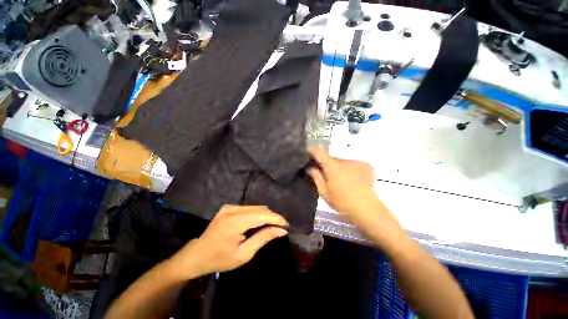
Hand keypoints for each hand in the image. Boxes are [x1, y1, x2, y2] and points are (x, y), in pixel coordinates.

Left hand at [168, 205, 288, 278]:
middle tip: (280, 228)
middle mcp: (233, 209)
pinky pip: (248, 208)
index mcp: (235, 222)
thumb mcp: (244, 254)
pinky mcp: (228, 207)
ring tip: (271, 225)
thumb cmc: (220, 259)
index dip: (276, 218)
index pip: (262, 215)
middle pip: (260, 209)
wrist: (197, 255)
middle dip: (272, 217)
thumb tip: (281, 230)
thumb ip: (263, 238)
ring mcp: (229, 206)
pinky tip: (259, 222)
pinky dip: (257, 214)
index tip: (286, 225)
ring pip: (255, 207)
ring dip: (265, 215)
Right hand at [307, 147, 376, 219]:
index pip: (319, 152)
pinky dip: (351, 170)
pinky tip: (354, 180)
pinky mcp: (366, 165)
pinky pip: (354, 165)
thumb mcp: (324, 192)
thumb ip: (316, 177)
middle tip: (327, 176)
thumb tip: (310, 168)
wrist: (367, 210)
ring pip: (343, 162)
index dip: (312, 151)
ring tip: (342, 181)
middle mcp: (344, 160)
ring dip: (340, 168)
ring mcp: (356, 162)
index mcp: (332, 166)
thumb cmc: (342, 202)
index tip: (308, 152)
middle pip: (332, 159)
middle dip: (328, 165)